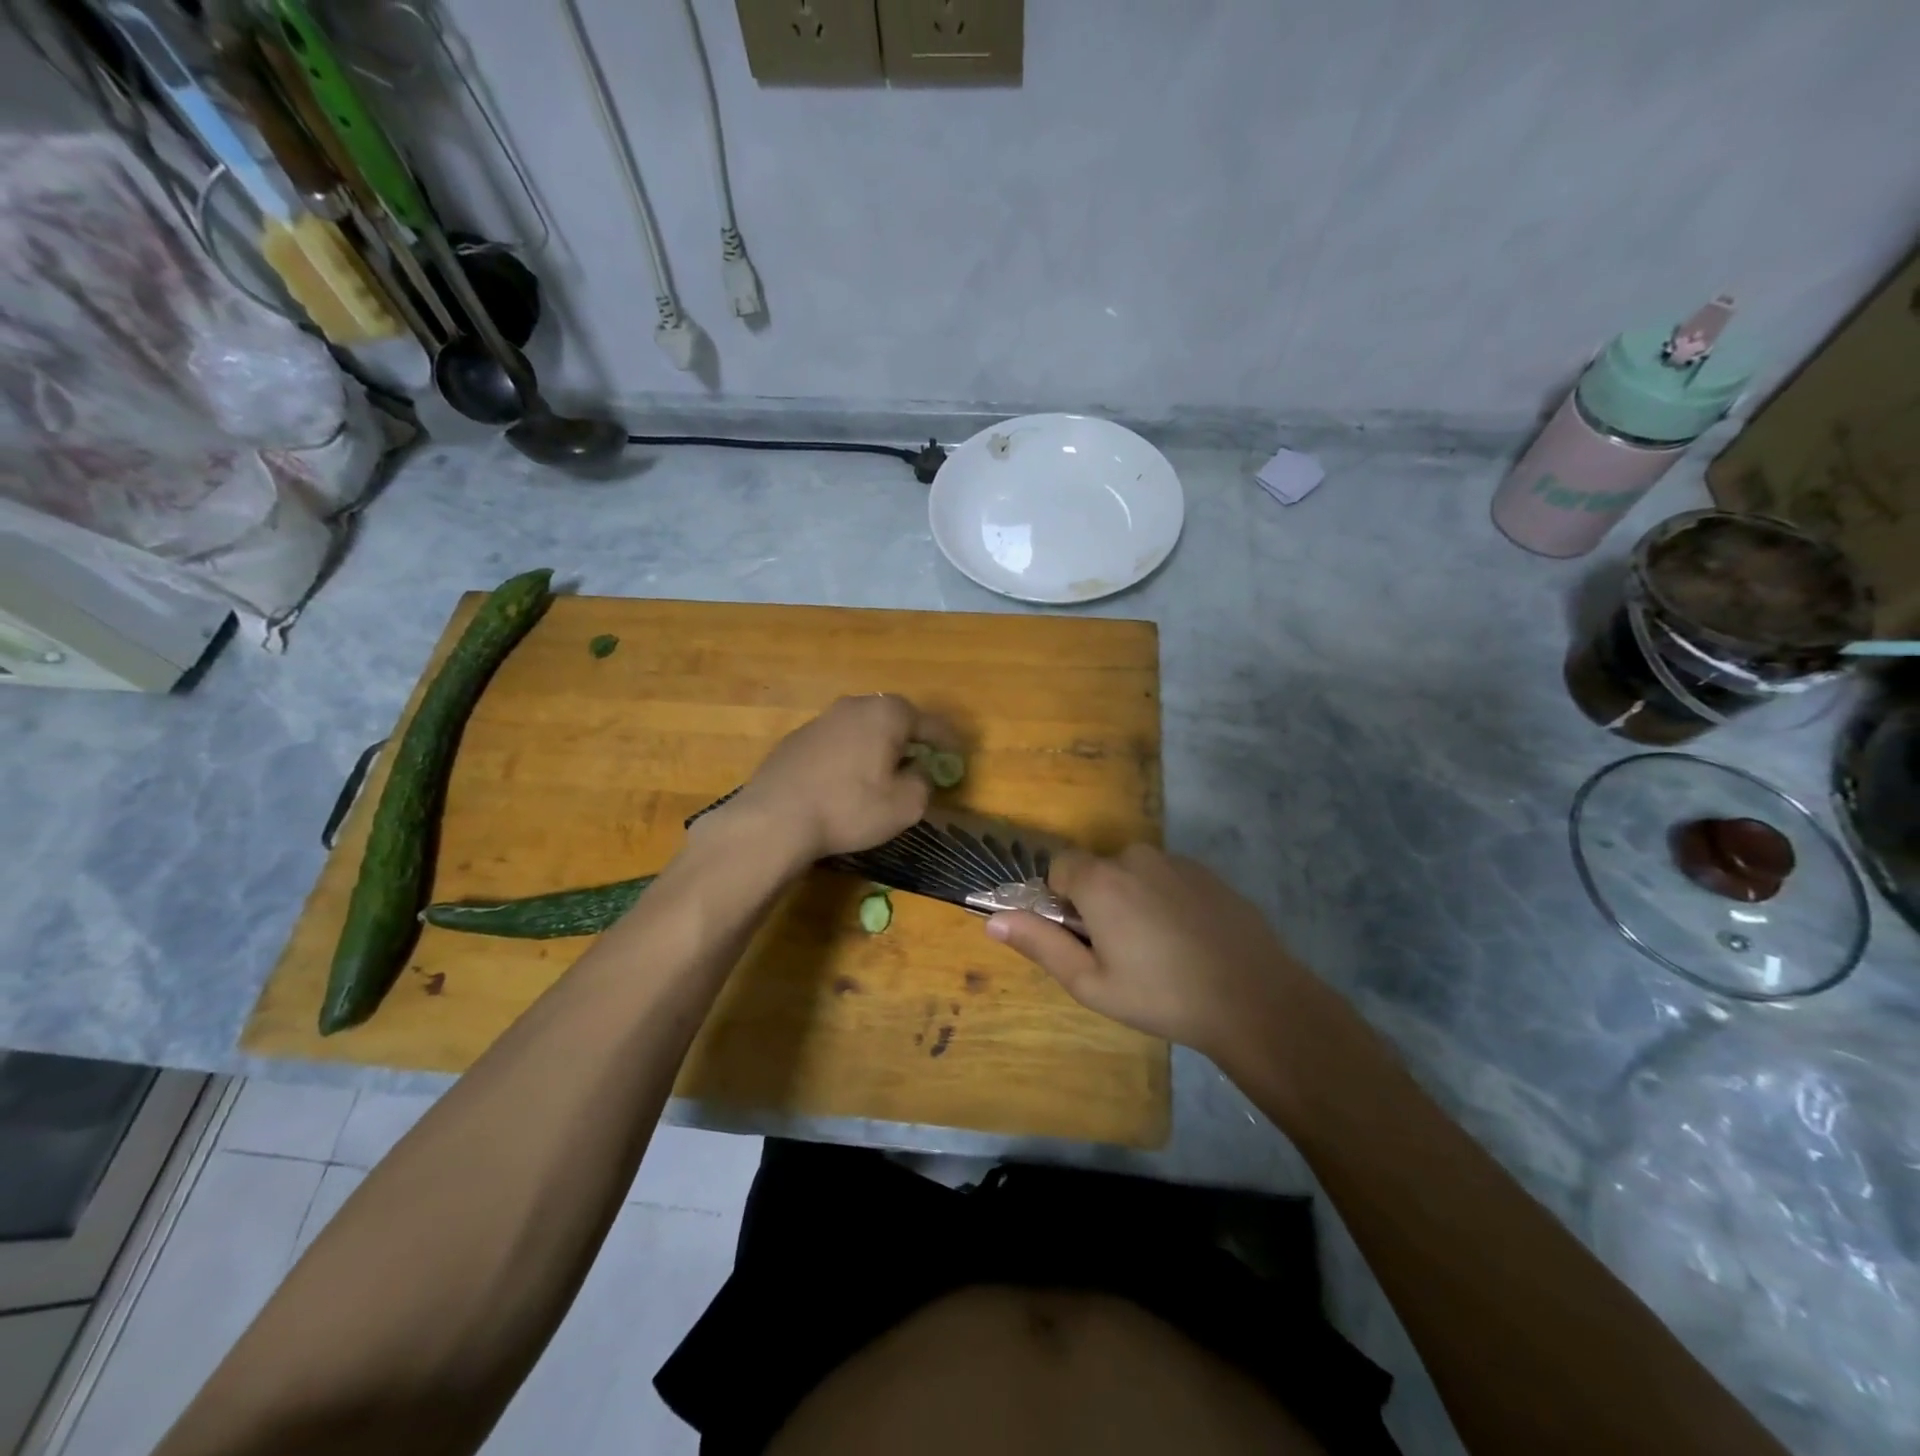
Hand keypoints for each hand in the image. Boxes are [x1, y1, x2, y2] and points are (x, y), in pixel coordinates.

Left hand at [708, 694, 957, 863]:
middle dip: (910, 737)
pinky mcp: (797, 739)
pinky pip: (837, 742)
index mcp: (887, 713)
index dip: (947, 740)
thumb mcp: (905, 805)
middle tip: (921, 759)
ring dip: (877, 745)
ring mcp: (822, 720)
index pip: (929, 723)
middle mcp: (854, 706)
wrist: (776, 818)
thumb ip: (923, 783)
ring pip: (862, 727)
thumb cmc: (850, 808)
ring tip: (884, 770)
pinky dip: (850, 755)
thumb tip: (919, 771)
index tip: (956, 755)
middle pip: (893, 717)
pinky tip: (847, 780)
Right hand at [986, 844, 1309, 1066]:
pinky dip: (1167, 901)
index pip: (1060, 866)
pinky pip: (1169, 879)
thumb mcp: (1091, 983)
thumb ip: (1040, 944)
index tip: (1082, 936)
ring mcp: (1177, 862)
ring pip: (1135, 874)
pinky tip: (1189, 941)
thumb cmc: (1162, 996)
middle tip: (1121, 951)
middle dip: (1099, 901)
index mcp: (1101, 881)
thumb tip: (993, 920)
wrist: (1255, 999)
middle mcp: (1136, 858)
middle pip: (1099, 870)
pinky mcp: (1209, 874)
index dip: (1062, 899)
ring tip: (1160, 950)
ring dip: (1134, 900)